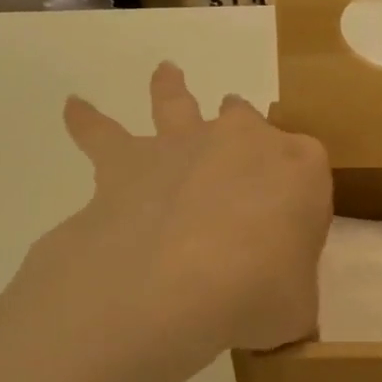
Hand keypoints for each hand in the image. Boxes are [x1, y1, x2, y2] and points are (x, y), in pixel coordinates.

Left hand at [51, 62, 330, 358]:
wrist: (182, 281)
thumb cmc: (260, 291)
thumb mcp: (298, 308)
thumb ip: (292, 299)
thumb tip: (277, 308)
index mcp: (301, 168)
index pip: (308, 170)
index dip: (299, 198)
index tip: (289, 232)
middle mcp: (244, 140)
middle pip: (247, 122)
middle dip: (244, 132)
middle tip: (239, 151)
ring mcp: (185, 143)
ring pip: (178, 103)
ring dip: (171, 88)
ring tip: (166, 72)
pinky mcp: (130, 160)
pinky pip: (101, 133)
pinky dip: (86, 121)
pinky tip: (73, 107)